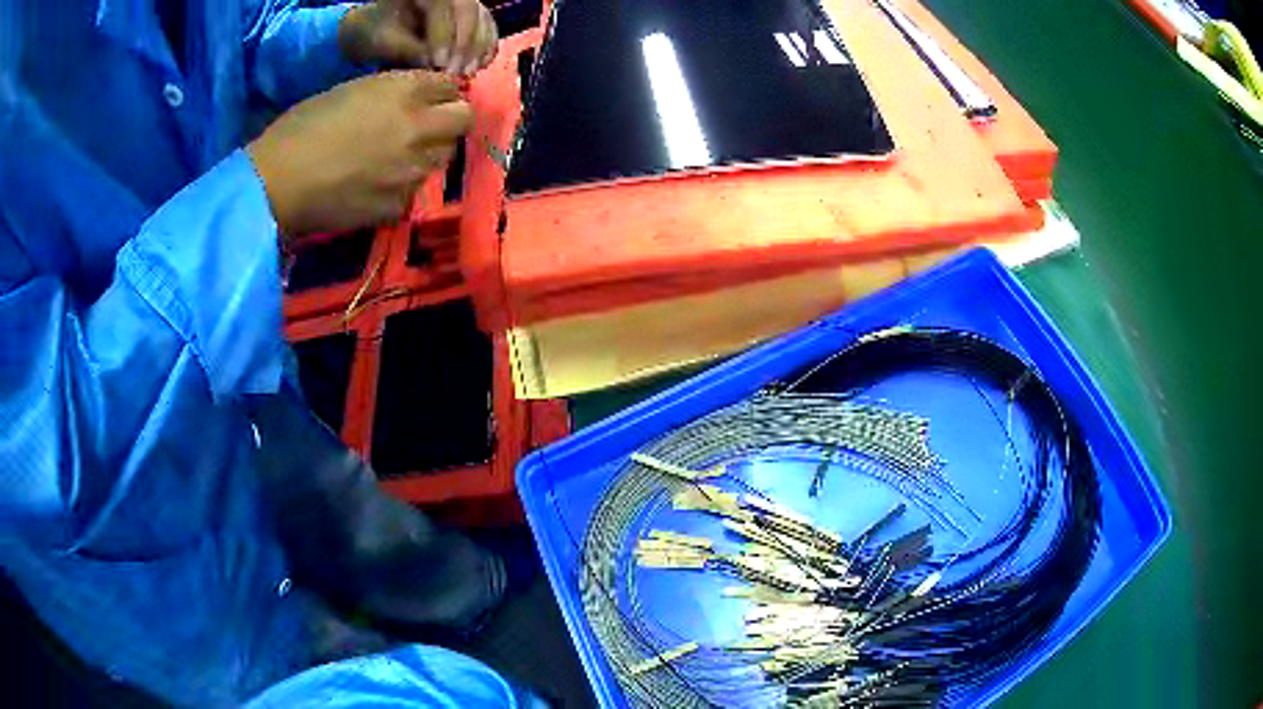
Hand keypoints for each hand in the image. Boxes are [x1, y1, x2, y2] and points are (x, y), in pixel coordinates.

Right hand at [247, 71, 471, 236]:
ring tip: (394, 158)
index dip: (442, 94)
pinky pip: (413, 191)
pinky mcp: (398, 205)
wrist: (276, 182)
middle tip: (425, 128)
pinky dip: (401, 188)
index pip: (452, 86)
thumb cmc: (302, 127)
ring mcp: (412, 170)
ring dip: (427, 154)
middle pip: (463, 120)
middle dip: (449, 120)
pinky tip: (375, 187)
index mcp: (405, 90)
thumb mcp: (353, 91)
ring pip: (442, 157)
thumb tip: (415, 101)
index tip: (431, 101)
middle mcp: (419, 127)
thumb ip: (393, 93)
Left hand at [340, 0, 497, 76]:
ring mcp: (465, 5)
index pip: (445, 6)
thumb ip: (407, 49)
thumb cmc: (376, 33)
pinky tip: (478, 67)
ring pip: (484, 20)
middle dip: (466, 43)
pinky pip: (489, 30)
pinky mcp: (473, 19)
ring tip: (467, 73)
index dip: (445, 35)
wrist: (378, 29)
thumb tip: (434, 64)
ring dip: (479, 49)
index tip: (440, 64)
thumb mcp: (384, 40)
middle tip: (457, 73)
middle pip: (470, 11)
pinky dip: (487, 49)